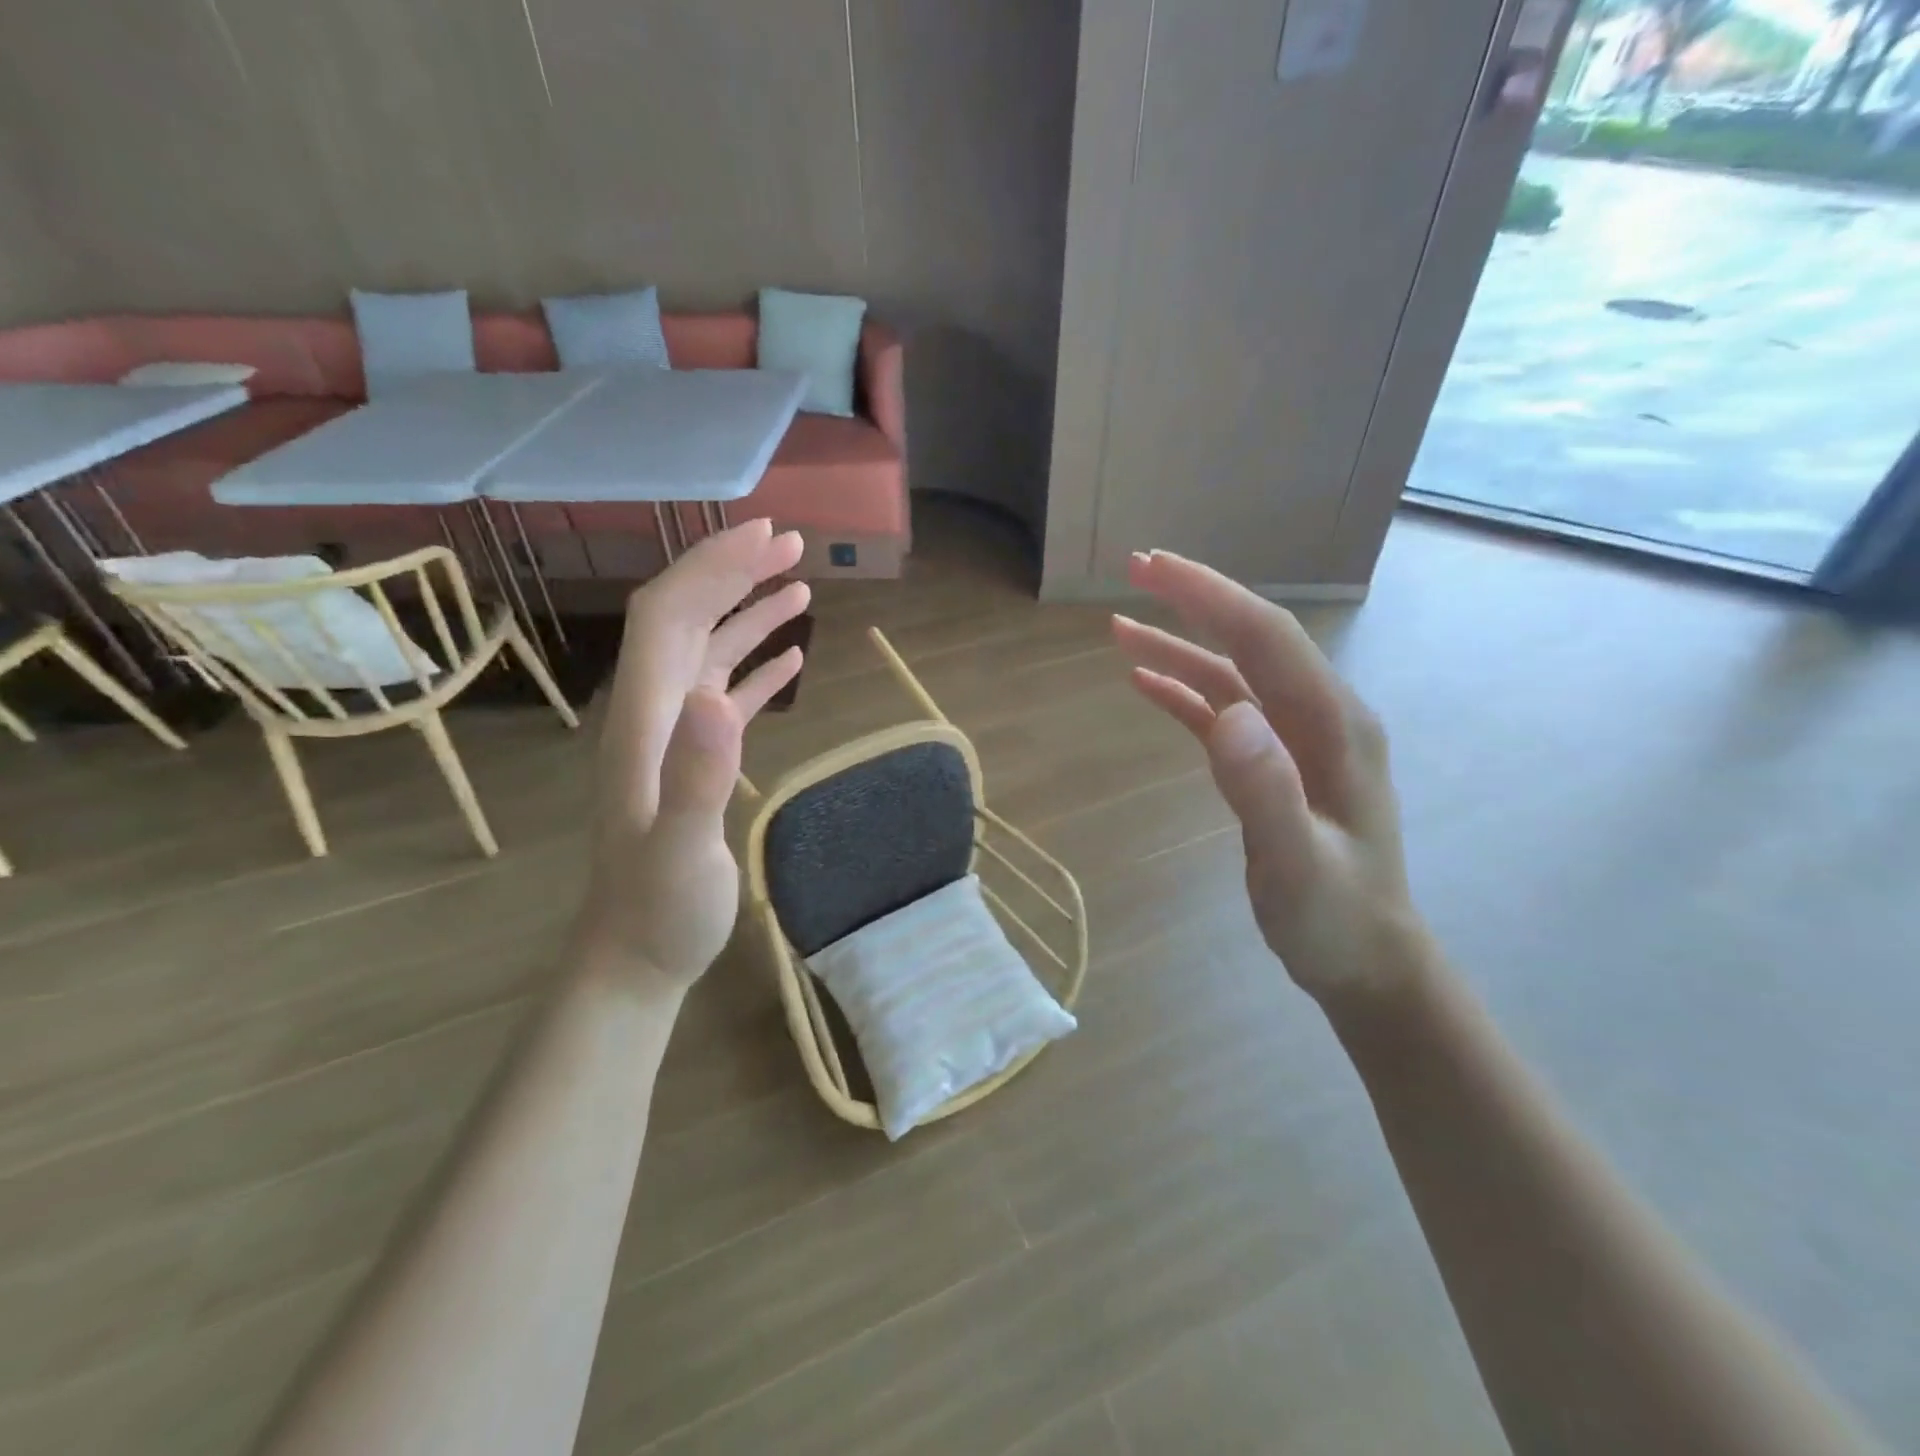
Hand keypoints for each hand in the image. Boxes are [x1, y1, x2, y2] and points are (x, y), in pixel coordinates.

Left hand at [573, 519, 808, 992]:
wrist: (638, 955)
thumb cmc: (659, 910)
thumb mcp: (680, 851)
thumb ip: (698, 777)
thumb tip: (719, 697)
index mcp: (645, 719)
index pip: (669, 616)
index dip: (711, 567)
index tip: (766, 536)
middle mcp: (655, 712)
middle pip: (687, 618)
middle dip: (734, 571)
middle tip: (794, 543)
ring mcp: (676, 735)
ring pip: (709, 650)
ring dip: (749, 611)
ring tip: (799, 583)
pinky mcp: (697, 758)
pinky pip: (728, 692)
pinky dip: (758, 665)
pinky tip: (791, 656)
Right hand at [1113, 549, 1424, 1006]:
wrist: (1365, 958)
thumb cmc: (1333, 917)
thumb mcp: (1297, 865)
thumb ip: (1266, 792)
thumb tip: (1230, 715)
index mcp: (1333, 725)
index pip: (1266, 638)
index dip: (1209, 596)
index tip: (1152, 567)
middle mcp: (1319, 716)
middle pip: (1251, 639)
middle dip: (1194, 600)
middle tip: (1134, 569)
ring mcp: (1296, 738)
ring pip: (1232, 673)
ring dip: (1179, 645)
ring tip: (1119, 628)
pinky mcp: (1274, 761)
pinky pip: (1224, 710)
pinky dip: (1184, 691)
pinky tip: (1146, 683)